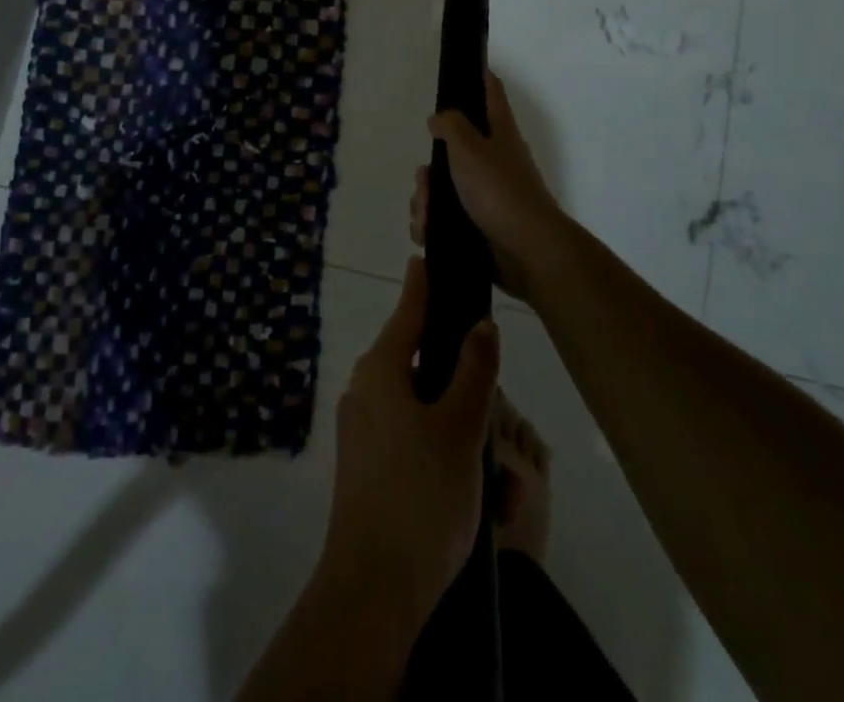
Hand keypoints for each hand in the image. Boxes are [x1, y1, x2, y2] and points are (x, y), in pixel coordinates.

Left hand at [321, 257, 500, 628]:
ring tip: (483, 408)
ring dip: (443, 394)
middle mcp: (363, 388)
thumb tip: (481, 324)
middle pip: (409, 352)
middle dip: (445, 350)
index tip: (429, 256)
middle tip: (484, 353)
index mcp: (380, 368)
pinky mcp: (365, 461)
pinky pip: (403, 424)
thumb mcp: (460, 428)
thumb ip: (473, 370)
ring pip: (410, 392)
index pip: (407, 310)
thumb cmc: (422, 494)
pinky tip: (459, 449)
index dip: (423, 284)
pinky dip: (431, 423)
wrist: (374, 586)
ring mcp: (359, 426)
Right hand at [413, 72, 570, 299]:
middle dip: (430, 169)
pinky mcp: (479, 227)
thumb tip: (439, 118)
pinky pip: (444, 220)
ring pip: (442, 189)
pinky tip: (428, 233)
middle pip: (452, 151)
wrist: (527, 251)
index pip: (491, 93)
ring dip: (425, 201)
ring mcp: (486, 196)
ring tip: (426, 215)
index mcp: (499, 134)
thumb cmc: (499, 190)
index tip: (463, 67)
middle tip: (426, 180)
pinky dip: (432, 225)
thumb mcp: (469, 148)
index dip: (478, 76)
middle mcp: (494, 161)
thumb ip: (451, 126)